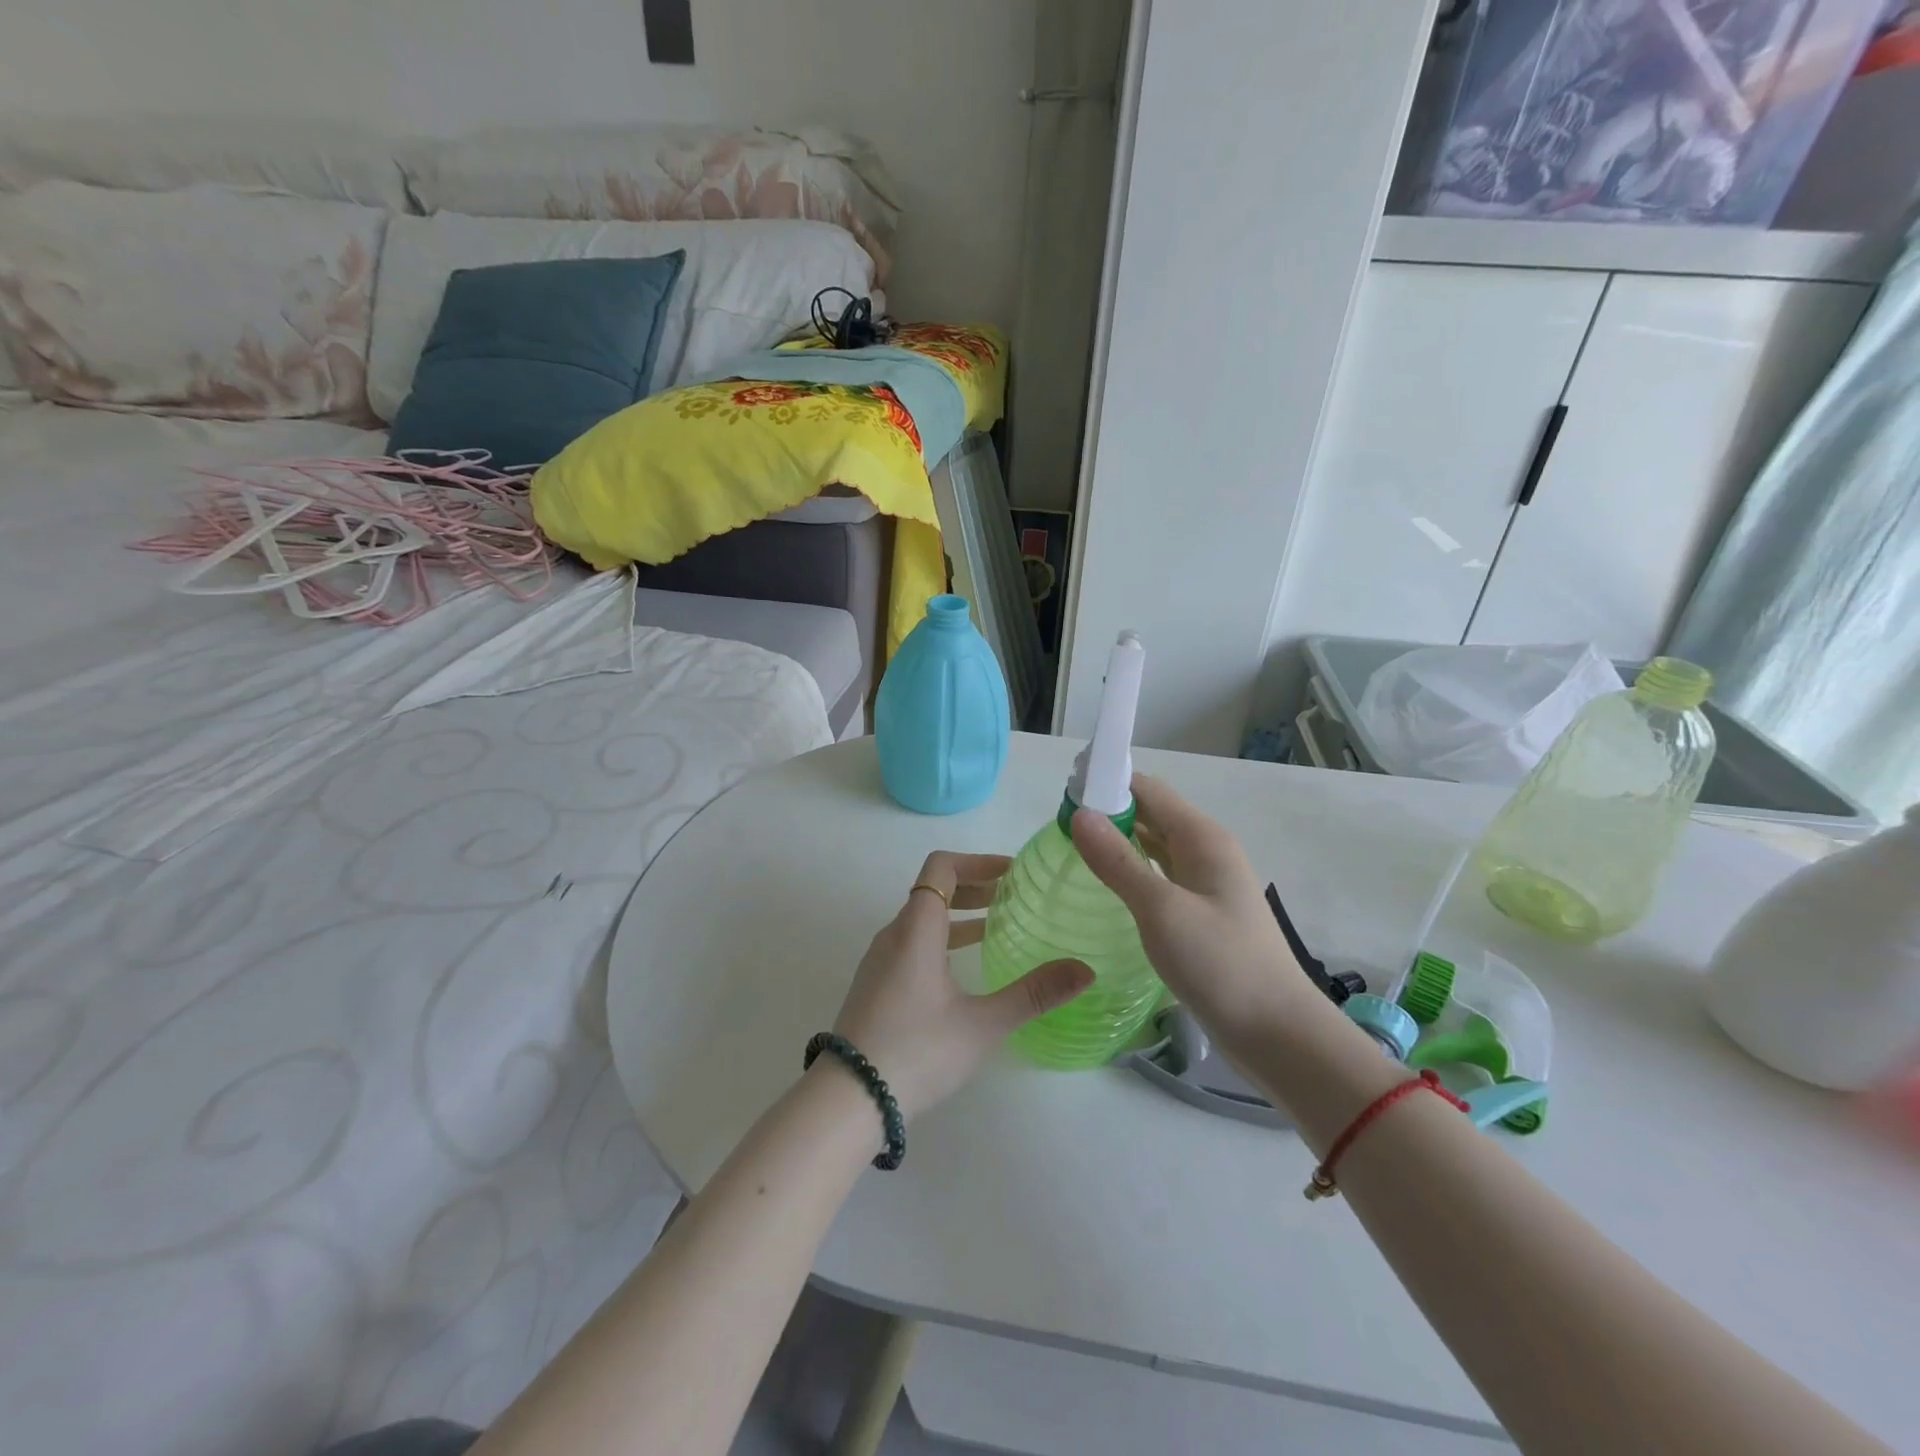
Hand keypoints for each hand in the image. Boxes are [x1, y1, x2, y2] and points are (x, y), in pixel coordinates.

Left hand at [831, 851, 1094, 1119]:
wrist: (848, 1099)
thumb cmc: (917, 1051)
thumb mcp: (982, 1024)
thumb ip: (1033, 994)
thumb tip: (1085, 971)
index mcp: (916, 929)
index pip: (941, 868)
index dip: (978, 861)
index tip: (1012, 873)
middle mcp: (894, 935)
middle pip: (933, 890)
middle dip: (975, 887)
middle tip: (1014, 898)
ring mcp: (880, 960)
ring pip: (922, 918)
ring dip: (959, 914)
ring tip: (997, 926)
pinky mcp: (876, 984)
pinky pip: (912, 942)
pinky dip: (942, 938)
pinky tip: (965, 967)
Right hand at [1072, 775, 1314, 1054]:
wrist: (1276, 1034)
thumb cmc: (1220, 964)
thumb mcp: (1162, 909)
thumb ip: (1118, 861)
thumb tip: (1080, 813)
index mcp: (1202, 838)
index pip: (1148, 790)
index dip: (1107, 784)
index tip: (1063, 795)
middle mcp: (1205, 851)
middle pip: (1151, 814)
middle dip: (1108, 812)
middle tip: (1057, 824)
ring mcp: (1205, 884)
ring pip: (1154, 846)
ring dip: (1118, 841)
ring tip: (1072, 847)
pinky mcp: (1200, 914)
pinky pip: (1159, 876)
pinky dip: (1132, 870)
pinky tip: (1106, 884)